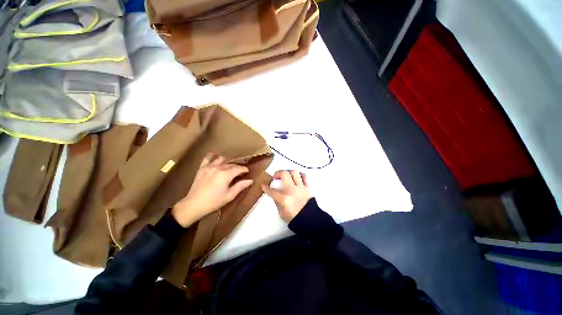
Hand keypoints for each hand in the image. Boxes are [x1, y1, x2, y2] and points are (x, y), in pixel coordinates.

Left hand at [172, 153, 253, 227]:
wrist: (194, 205)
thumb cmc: (214, 202)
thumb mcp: (229, 195)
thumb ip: (240, 186)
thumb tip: (250, 180)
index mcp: (226, 174)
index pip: (238, 168)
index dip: (244, 169)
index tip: (247, 171)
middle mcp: (218, 168)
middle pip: (231, 164)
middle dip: (237, 166)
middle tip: (241, 170)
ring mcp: (209, 167)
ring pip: (221, 159)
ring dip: (227, 161)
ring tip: (230, 165)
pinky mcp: (202, 168)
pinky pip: (207, 158)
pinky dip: (212, 156)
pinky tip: (215, 156)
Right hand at [261, 170, 311, 222]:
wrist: (310, 220)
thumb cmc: (294, 218)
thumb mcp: (281, 213)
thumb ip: (277, 202)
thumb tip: (275, 194)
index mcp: (284, 198)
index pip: (272, 191)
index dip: (266, 188)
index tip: (263, 185)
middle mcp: (292, 190)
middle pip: (284, 174)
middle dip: (278, 173)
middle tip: (276, 176)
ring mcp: (300, 187)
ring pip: (295, 172)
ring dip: (289, 172)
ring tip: (287, 176)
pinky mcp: (308, 187)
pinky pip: (304, 176)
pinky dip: (300, 175)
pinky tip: (297, 177)